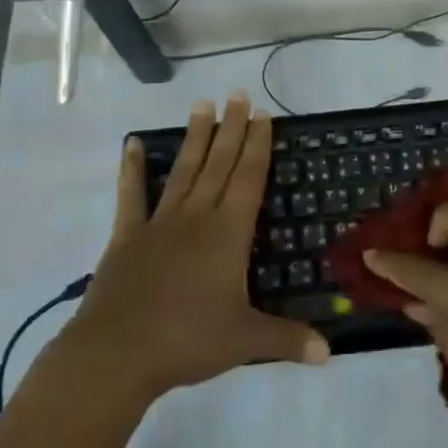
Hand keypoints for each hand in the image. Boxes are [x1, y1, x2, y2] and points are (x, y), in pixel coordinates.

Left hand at [54, 92, 329, 406]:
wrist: (118, 353)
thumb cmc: (188, 341)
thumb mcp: (246, 341)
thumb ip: (287, 339)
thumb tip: (329, 353)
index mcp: (228, 233)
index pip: (249, 178)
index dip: (258, 145)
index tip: (262, 114)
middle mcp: (197, 216)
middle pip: (220, 163)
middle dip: (232, 128)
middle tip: (238, 94)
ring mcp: (160, 222)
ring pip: (184, 170)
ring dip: (195, 137)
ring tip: (202, 105)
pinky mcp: (128, 236)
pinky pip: (131, 195)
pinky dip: (130, 169)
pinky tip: (130, 145)